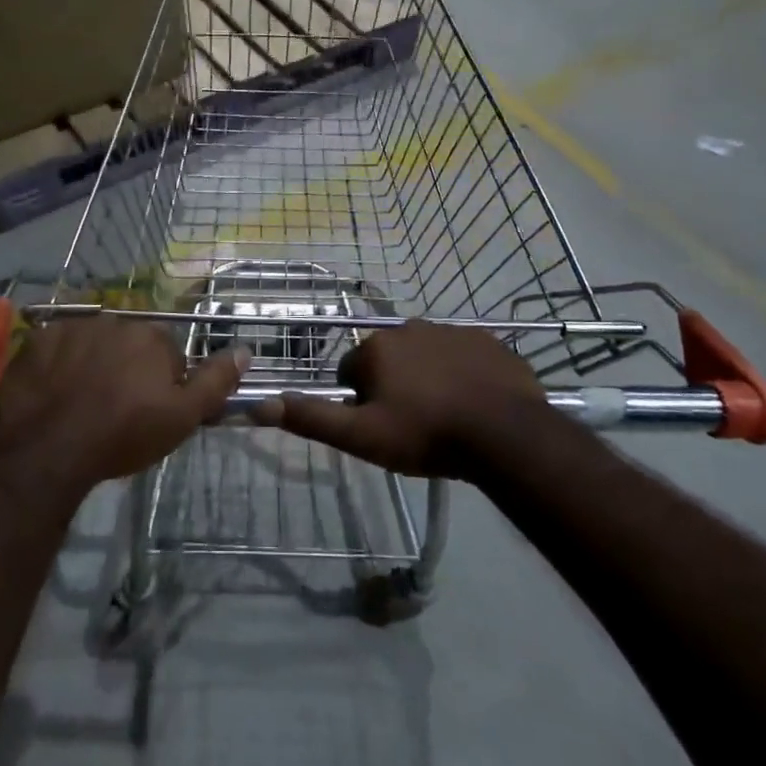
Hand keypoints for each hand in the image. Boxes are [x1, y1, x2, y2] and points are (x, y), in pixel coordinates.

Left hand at [0, 317, 247, 492]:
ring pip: (92, 343)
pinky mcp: (37, 340)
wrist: (51, 449)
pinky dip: (57, 364)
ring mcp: (72, 327)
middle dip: (127, 368)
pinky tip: (54, 392)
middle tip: (115, 409)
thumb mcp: (183, 416)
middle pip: (128, 344)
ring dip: (92, 363)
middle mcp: (114, 320)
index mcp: (152, 336)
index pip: (167, 353)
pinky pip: (55, 347)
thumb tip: (245, 349)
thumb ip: (216, 381)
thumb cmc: (124, 434)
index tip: (149, 411)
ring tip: (81, 403)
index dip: (162, 383)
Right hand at [257, 321, 544, 477]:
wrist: (505, 434)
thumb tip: (260, 403)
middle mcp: (408, 328)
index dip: (360, 402)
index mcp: (375, 348)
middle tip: (412, 424)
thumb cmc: (426, 435)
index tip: (380, 426)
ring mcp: (450, 330)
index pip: (350, 372)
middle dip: (393, 386)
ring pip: (425, 355)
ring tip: (445, 416)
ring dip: (427, 378)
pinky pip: (462, 355)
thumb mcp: (362, 437)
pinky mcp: (486, 340)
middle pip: (387, 360)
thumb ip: (312, 418)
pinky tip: (474, 402)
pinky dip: (461, 373)